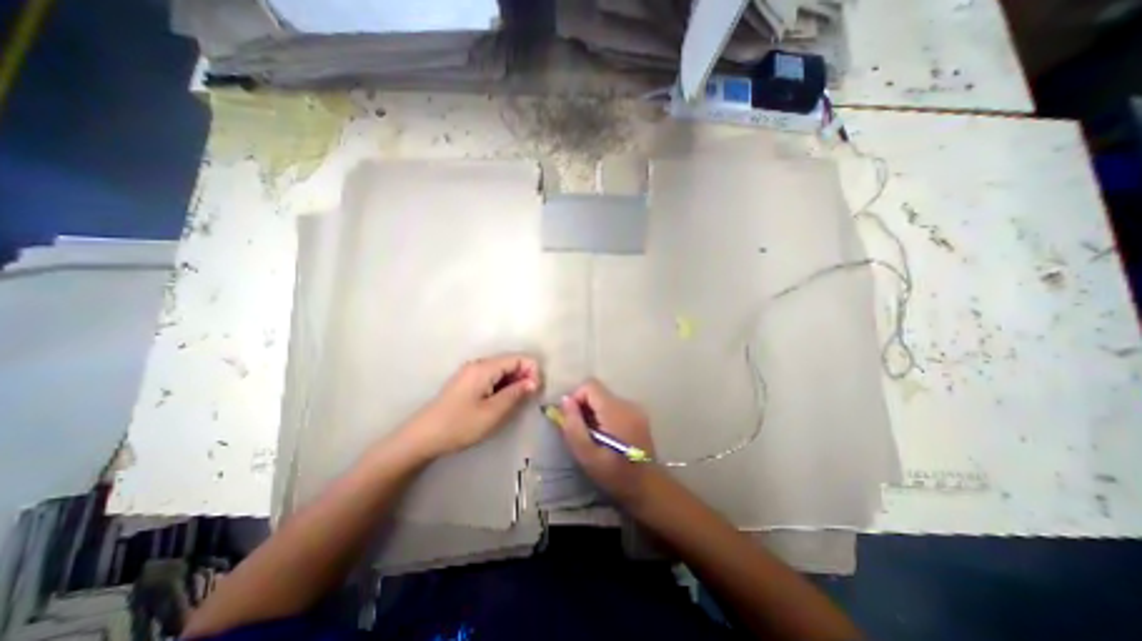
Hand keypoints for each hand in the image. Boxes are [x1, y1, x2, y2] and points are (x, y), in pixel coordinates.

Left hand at [402, 353, 541, 458]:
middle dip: (524, 377)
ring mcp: (471, 372)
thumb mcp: (493, 412)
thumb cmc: (460, 425)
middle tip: (528, 400)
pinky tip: (501, 402)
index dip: (532, 371)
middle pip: (511, 362)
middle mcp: (479, 364)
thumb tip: (534, 381)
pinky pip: (492, 377)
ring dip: (514, 383)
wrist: (423, 437)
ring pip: (502, 370)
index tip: (536, 392)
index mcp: (485, 367)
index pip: (519, 358)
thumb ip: (516, 394)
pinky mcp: (467, 381)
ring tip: (515, 403)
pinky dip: (502, 386)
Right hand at [559, 377, 656, 507]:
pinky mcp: (638, 415)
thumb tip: (565, 400)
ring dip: (594, 413)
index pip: (590, 385)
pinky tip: (606, 437)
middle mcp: (627, 404)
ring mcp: (635, 408)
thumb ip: (573, 425)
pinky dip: (604, 416)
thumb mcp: (586, 455)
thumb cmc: (614, 475)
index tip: (572, 420)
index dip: (576, 398)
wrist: (648, 488)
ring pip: (604, 399)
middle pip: (597, 391)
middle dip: (584, 407)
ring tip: (594, 437)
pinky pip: (614, 406)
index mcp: (616, 411)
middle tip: (582, 432)